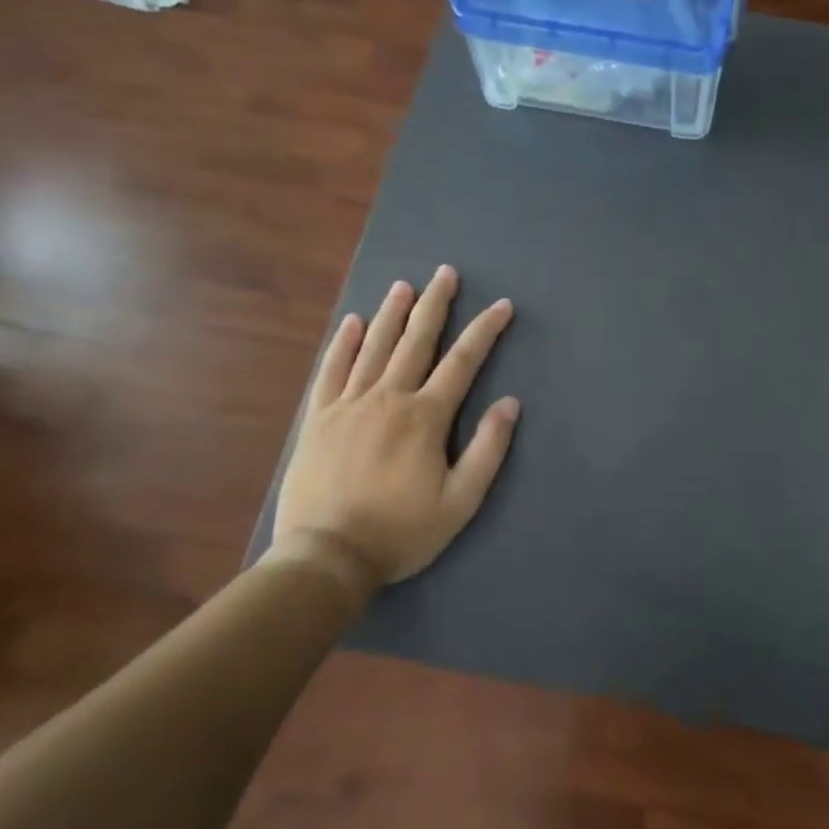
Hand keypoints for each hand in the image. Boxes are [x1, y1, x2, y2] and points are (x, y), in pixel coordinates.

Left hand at [269, 266, 518, 592]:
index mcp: (425, 417)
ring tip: (404, 286)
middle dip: (435, 305)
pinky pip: (331, 370)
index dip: (485, 331)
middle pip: (416, 341)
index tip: (502, 306)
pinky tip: (351, 322)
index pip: (462, 362)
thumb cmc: (401, 532)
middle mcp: (388, 398)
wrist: (327, 556)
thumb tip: (510, 404)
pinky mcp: (318, 418)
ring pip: (373, 347)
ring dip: (391, 314)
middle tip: (445, 273)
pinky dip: (342, 344)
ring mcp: (348, 404)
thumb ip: (488, 449)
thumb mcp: (460, 501)